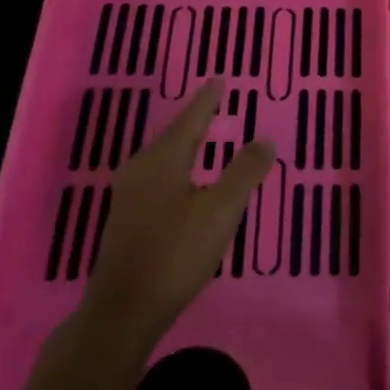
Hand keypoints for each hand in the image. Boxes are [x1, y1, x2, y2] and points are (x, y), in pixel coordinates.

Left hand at [75, 78, 273, 356]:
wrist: (124, 310)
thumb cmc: (176, 253)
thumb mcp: (221, 211)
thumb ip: (244, 172)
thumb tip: (265, 139)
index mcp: (163, 160)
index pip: (190, 119)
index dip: (207, 99)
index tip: (218, 79)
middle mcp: (140, 169)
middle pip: (172, 135)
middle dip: (194, 119)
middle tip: (214, 104)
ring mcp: (128, 195)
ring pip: (161, 156)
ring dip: (184, 143)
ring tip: (202, 136)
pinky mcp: (126, 218)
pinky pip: (156, 175)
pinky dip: (176, 165)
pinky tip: (183, 179)